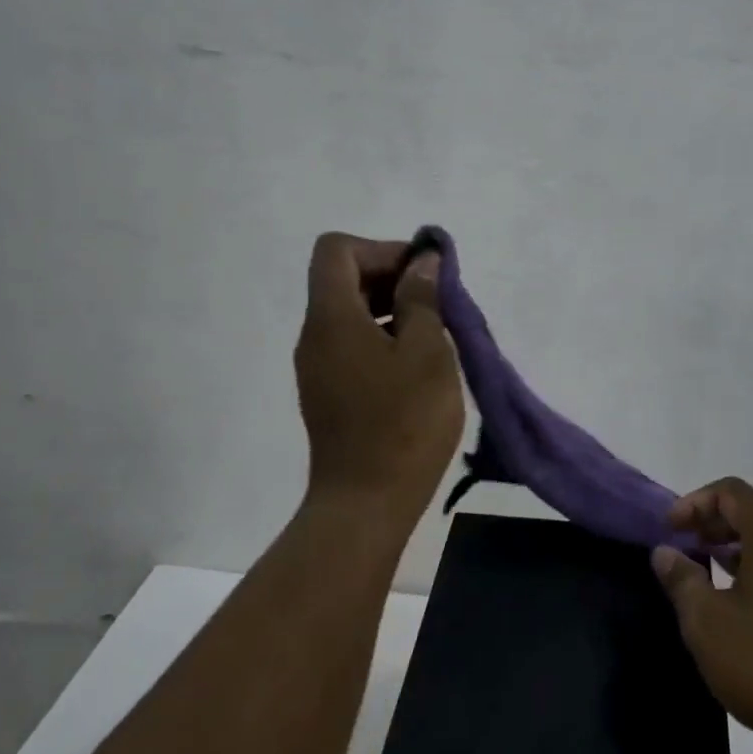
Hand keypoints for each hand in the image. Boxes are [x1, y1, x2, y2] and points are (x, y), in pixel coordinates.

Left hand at [295, 233, 464, 530]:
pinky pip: (352, 344)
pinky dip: (384, 338)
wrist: (365, 504)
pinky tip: (417, 367)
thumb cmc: (403, 423)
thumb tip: (422, 261)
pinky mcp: (329, 393)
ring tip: (435, 336)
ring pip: (351, 314)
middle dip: (392, 278)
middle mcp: (315, 336)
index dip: (381, 249)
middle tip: (438, 304)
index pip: (337, 250)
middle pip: (344, 280)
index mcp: (332, 318)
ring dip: (392, 310)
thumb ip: (422, 298)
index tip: (421, 276)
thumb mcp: (426, 352)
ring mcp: (318, 367)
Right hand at [652, 478, 752, 753]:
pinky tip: (748, 605)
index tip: (670, 529)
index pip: (730, 491)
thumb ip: (682, 581)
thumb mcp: (708, 624)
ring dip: (742, 545)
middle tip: (690, 545)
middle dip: (718, 521)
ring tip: (712, 573)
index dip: (695, 502)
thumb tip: (664, 552)